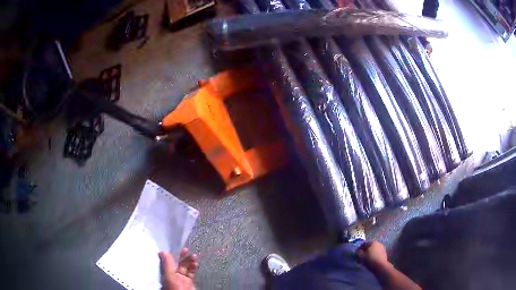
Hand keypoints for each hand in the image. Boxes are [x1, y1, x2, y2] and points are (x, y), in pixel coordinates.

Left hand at [159, 248, 197, 289]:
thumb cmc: (174, 289)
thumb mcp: (169, 275)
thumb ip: (167, 264)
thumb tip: (162, 252)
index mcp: (165, 273)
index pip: (167, 260)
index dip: (171, 253)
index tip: (175, 246)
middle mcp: (173, 275)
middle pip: (177, 263)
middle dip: (182, 256)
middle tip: (186, 249)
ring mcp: (181, 279)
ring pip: (185, 267)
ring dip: (189, 261)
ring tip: (193, 256)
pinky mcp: (189, 282)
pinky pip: (191, 273)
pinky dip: (194, 267)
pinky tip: (195, 263)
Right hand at [357, 241, 388, 267]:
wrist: (380, 266)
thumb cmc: (370, 260)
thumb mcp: (361, 257)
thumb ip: (358, 253)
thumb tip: (357, 251)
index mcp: (372, 242)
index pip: (364, 244)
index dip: (359, 249)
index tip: (356, 254)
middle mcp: (378, 243)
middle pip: (369, 247)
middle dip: (365, 251)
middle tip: (361, 257)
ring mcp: (382, 248)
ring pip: (373, 250)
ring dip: (370, 253)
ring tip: (366, 259)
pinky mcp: (384, 253)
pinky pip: (377, 253)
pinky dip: (374, 255)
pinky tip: (371, 260)